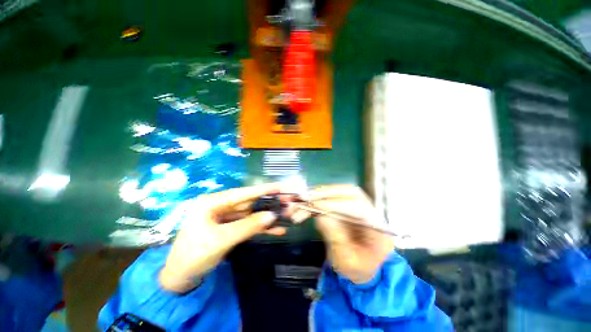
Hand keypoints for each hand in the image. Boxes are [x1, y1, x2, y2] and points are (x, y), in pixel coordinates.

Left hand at [159, 183, 290, 292]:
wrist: (181, 279)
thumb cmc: (194, 255)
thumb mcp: (221, 239)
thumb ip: (248, 226)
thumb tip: (272, 215)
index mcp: (212, 203)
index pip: (242, 193)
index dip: (262, 190)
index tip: (279, 186)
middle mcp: (221, 207)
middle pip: (249, 203)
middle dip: (269, 204)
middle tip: (287, 202)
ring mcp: (227, 218)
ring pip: (251, 215)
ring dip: (268, 217)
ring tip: (287, 215)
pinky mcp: (231, 229)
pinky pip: (249, 226)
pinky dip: (262, 229)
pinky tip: (277, 230)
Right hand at [297, 185, 394, 283]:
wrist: (362, 269)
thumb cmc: (356, 270)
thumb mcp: (346, 261)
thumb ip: (335, 238)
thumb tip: (320, 216)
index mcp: (379, 229)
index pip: (359, 208)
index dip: (336, 204)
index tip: (316, 205)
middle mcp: (372, 213)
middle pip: (352, 193)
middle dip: (328, 193)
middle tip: (309, 198)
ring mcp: (360, 207)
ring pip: (342, 191)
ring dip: (322, 194)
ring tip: (306, 200)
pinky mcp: (349, 207)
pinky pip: (335, 197)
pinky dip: (320, 199)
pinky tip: (309, 204)